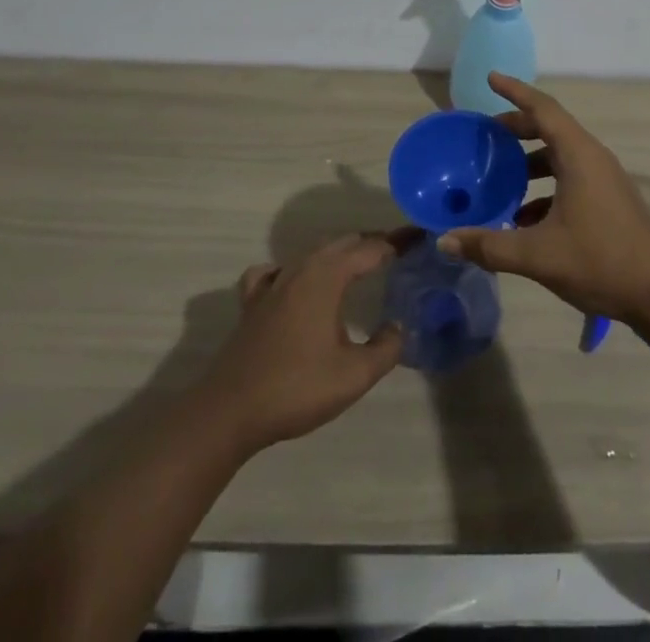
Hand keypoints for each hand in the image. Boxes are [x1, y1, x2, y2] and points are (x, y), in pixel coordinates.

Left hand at [197, 235, 404, 455]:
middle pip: (343, 242)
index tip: (420, 238)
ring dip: (340, 252)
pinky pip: (277, 270)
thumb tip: (398, 327)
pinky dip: (296, 268)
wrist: (230, 411)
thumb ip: (386, 348)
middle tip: (398, 252)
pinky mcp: (253, 302)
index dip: (398, 242)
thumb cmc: (296, 388)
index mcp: (328, 276)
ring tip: (360, 263)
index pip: (371, 248)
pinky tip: (297, 282)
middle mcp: (301, 268)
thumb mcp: (354, 376)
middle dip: (372, 243)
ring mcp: (273, 282)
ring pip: (313, 253)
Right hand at [437, 73, 649, 328]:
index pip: (543, 108)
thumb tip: (445, 240)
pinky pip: (570, 179)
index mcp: (579, 156)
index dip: (515, 91)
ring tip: (499, 177)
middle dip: (517, 128)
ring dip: (530, 162)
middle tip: (485, 135)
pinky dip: (545, 187)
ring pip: (560, 157)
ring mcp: (604, 180)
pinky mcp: (608, 201)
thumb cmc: (601, 262)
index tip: (491, 77)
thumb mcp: (539, 255)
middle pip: (550, 129)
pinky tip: (523, 218)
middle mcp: (593, 158)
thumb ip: (490, 245)